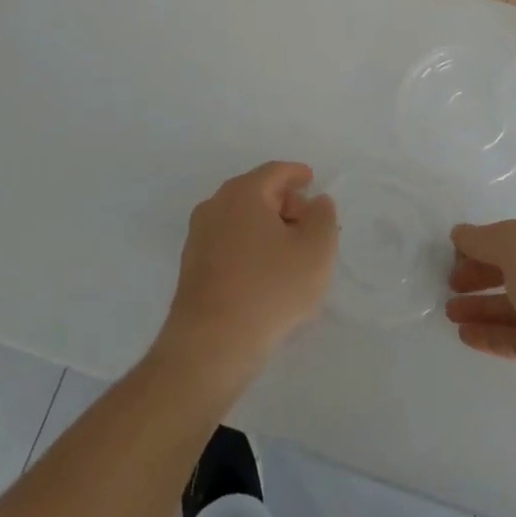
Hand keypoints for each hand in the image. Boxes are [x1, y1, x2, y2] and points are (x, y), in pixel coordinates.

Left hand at [156, 161, 337, 390]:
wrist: (212, 344)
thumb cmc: (271, 289)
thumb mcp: (316, 251)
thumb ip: (323, 217)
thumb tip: (316, 202)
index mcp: (243, 193)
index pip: (275, 172)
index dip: (296, 174)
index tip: (311, 181)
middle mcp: (215, 206)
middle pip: (256, 193)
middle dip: (285, 203)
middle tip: (308, 224)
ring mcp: (198, 237)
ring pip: (240, 220)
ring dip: (266, 228)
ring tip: (291, 253)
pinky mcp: (191, 267)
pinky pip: (228, 243)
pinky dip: (249, 247)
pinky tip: (265, 274)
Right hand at [445, 218, 515, 429]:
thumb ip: (485, 240)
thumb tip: (460, 234)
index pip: (509, 234)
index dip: (479, 242)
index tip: (449, 255)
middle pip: (510, 268)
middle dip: (478, 273)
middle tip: (448, 285)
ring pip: (512, 305)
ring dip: (480, 307)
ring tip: (449, 313)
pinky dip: (492, 336)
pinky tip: (465, 337)